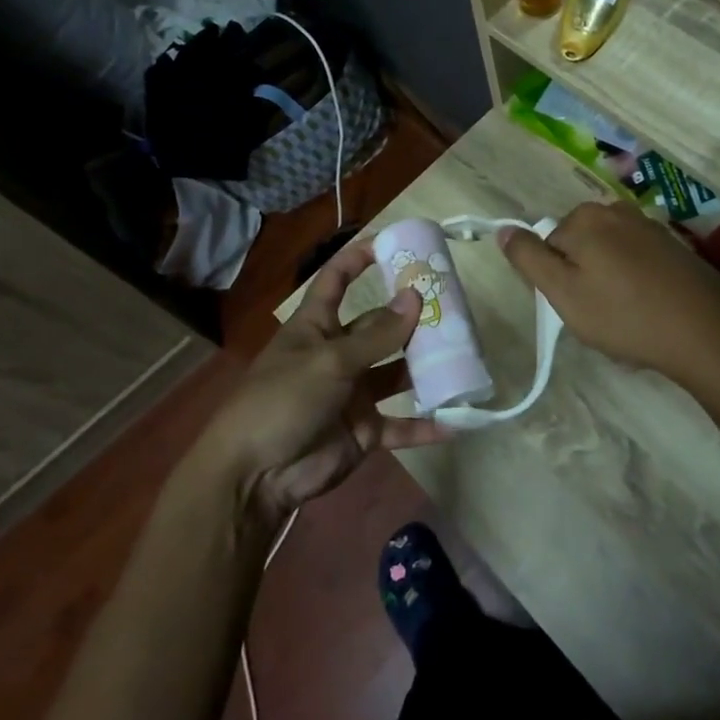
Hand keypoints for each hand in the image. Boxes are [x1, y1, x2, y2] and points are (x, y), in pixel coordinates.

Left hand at [197, 242, 446, 531]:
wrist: (256, 475)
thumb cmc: (283, 399)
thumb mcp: (330, 361)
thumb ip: (375, 335)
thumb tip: (415, 297)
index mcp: (316, 326)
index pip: (336, 280)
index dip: (359, 258)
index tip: (393, 244)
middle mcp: (337, 354)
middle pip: (378, 326)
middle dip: (410, 317)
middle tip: (453, 306)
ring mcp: (352, 394)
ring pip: (396, 373)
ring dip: (425, 367)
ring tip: (464, 353)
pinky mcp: (363, 431)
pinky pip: (400, 425)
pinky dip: (424, 425)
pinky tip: (457, 421)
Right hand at [496, 200, 719, 393]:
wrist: (708, 333)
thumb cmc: (625, 315)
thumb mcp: (563, 293)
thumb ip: (528, 258)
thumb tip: (504, 230)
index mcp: (584, 218)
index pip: (547, 246)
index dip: (555, 280)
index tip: (574, 307)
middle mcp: (615, 210)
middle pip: (578, 246)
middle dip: (582, 277)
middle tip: (599, 315)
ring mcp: (648, 226)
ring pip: (608, 254)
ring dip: (608, 281)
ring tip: (626, 317)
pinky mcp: (674, 246)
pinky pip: (636, 261)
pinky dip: (635, 282)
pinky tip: (648, 310)